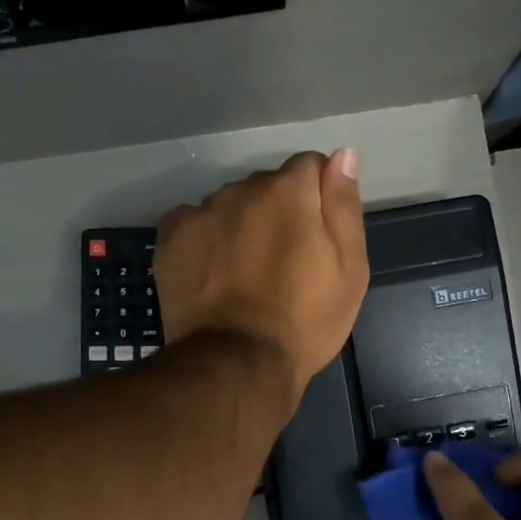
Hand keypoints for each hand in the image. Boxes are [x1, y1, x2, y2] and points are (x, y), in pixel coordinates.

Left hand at [155, 150, 367, 393]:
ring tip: (245, 273)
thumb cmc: (305, 321)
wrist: (237, 364)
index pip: (310, 166)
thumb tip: (342, 155)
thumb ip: (345, 206)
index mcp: (289, 191)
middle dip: (279, 211)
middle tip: (284, 262)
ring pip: (230, 204)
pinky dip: (206, 238)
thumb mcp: (350, 269)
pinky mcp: (170, 238)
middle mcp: (241, 189)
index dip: (319, 197)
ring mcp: (201, 212)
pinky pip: (194, 222)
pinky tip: (213, 272)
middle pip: (267, 186)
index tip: (318, 236)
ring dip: (241, 224)